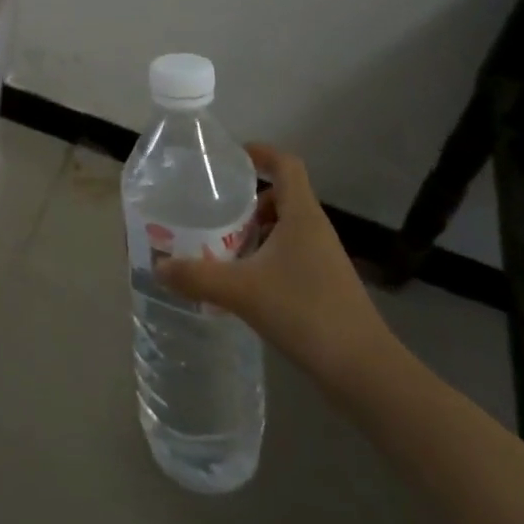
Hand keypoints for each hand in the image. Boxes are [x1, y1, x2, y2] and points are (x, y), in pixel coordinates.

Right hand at [156, 144, 392, 391]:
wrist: (364, 371)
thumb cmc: (305, 312)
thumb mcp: (242, 291)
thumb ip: (197, 276)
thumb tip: (159, 267)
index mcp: (302, 215)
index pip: (286, 165)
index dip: (261, 153)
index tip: (232, 157)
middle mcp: (315, 229)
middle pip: (283, 196)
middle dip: (249, 201)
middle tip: (216, 213)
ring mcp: (324, 259)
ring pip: (287, 228)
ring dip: (258, 232)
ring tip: (225, 249)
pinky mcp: (326, 286)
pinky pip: (292, 255)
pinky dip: (268, 257)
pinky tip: (246, 284)